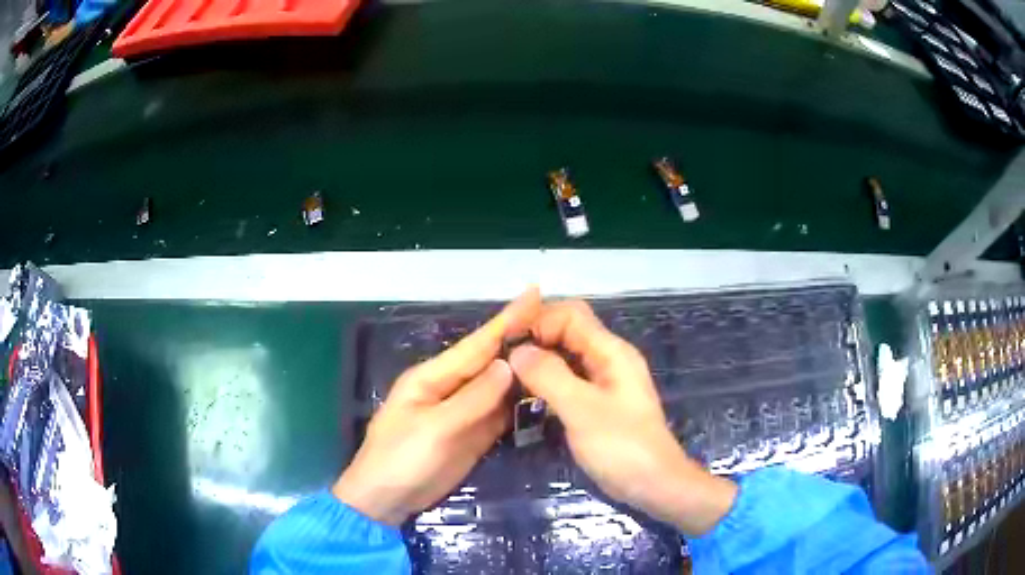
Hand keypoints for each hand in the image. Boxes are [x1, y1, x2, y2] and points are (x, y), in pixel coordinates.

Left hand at [333, 288, 541, 525]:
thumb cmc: (401, 460)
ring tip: (561, 351)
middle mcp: (451, 388)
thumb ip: (472, 399)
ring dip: (526, 371)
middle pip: (491, 361)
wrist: (387, 500)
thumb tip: (508, 365)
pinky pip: (501, 413)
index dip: (507, 320)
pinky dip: (521, 403)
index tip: (535, 294)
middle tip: (559, 321)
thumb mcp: (434, 429)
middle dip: (521, 340)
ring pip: (499, 387)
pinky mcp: (473, 435)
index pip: (477, 344)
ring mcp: (463, 413)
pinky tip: (543, 393)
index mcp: (433, 377)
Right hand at [508, 300, 736, 535]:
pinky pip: (569, 380)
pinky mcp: (599, 405)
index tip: (507, 343)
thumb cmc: (621, 447)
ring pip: (567, 357)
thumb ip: (549, 376)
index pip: (570, 315)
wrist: (654, 485)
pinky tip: (526, 395)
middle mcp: (609, 360)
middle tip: (500, 359)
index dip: (538, 321)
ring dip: (539, 361)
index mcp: (611, 352)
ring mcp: (605, 383)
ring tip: (506, 376)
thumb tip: (517, 351)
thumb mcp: (581, 410)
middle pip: (569, 332)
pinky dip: (548, 381)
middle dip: (535, 338)